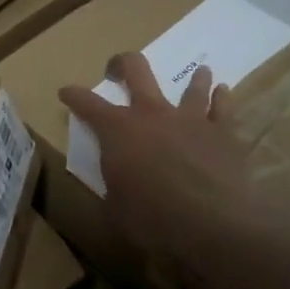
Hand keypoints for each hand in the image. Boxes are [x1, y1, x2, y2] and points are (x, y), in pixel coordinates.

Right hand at [60, 56, 259, 267]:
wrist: (210, 225)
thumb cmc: (151, 220)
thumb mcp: (115, 208)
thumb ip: (114, 186)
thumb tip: (117, 184)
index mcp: (118, 131)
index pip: (87, 104)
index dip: (73, 96)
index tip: (66, 92)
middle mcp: (153, 114)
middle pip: (136, 70)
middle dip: (122, 64)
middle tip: (117, 68)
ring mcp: (190, 119)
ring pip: (191, 85)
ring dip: (193, 78)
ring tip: (198, 72)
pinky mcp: (222, 133)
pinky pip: (222, 107)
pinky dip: (221, 98)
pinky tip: (223, 91)